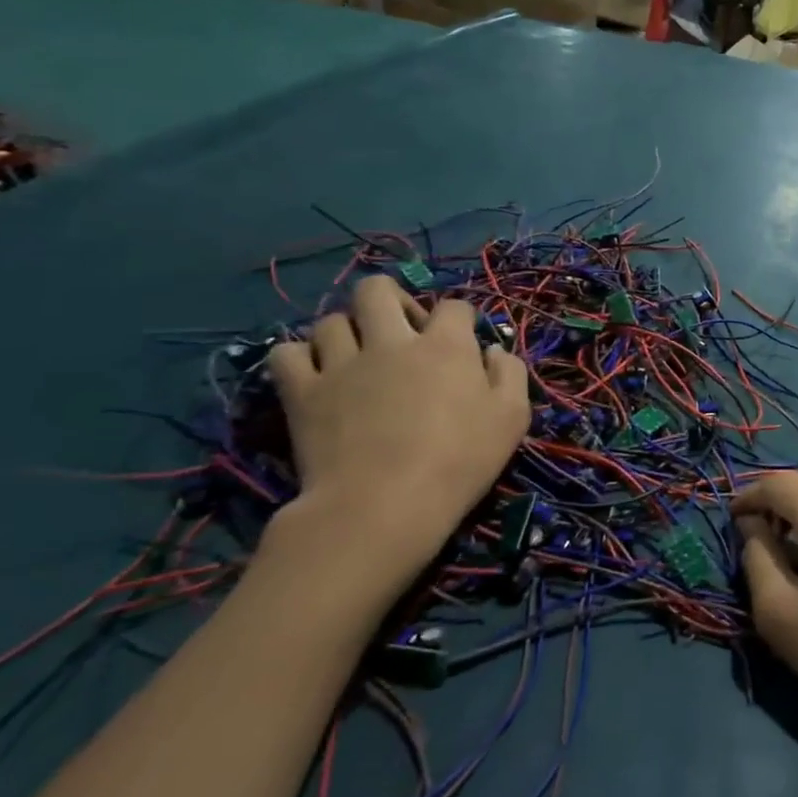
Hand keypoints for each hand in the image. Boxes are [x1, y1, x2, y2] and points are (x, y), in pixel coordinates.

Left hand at [263, 276, 529, 601]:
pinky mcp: (302, 392)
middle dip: (390, 300)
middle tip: (400, 332)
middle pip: (377, 290)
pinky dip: (298, 358)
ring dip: (346, 332)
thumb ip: (509, 373)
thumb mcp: (512, 418)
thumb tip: (492, 349)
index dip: (460, 319)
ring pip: (330, 320)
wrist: (384, 506)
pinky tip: (314, 375)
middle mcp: (392, 341)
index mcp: (445, 346)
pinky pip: (285, 354)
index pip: (453, 306)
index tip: (462, 342)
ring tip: (356, 357)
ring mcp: (341, 364)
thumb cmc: (460, 462)